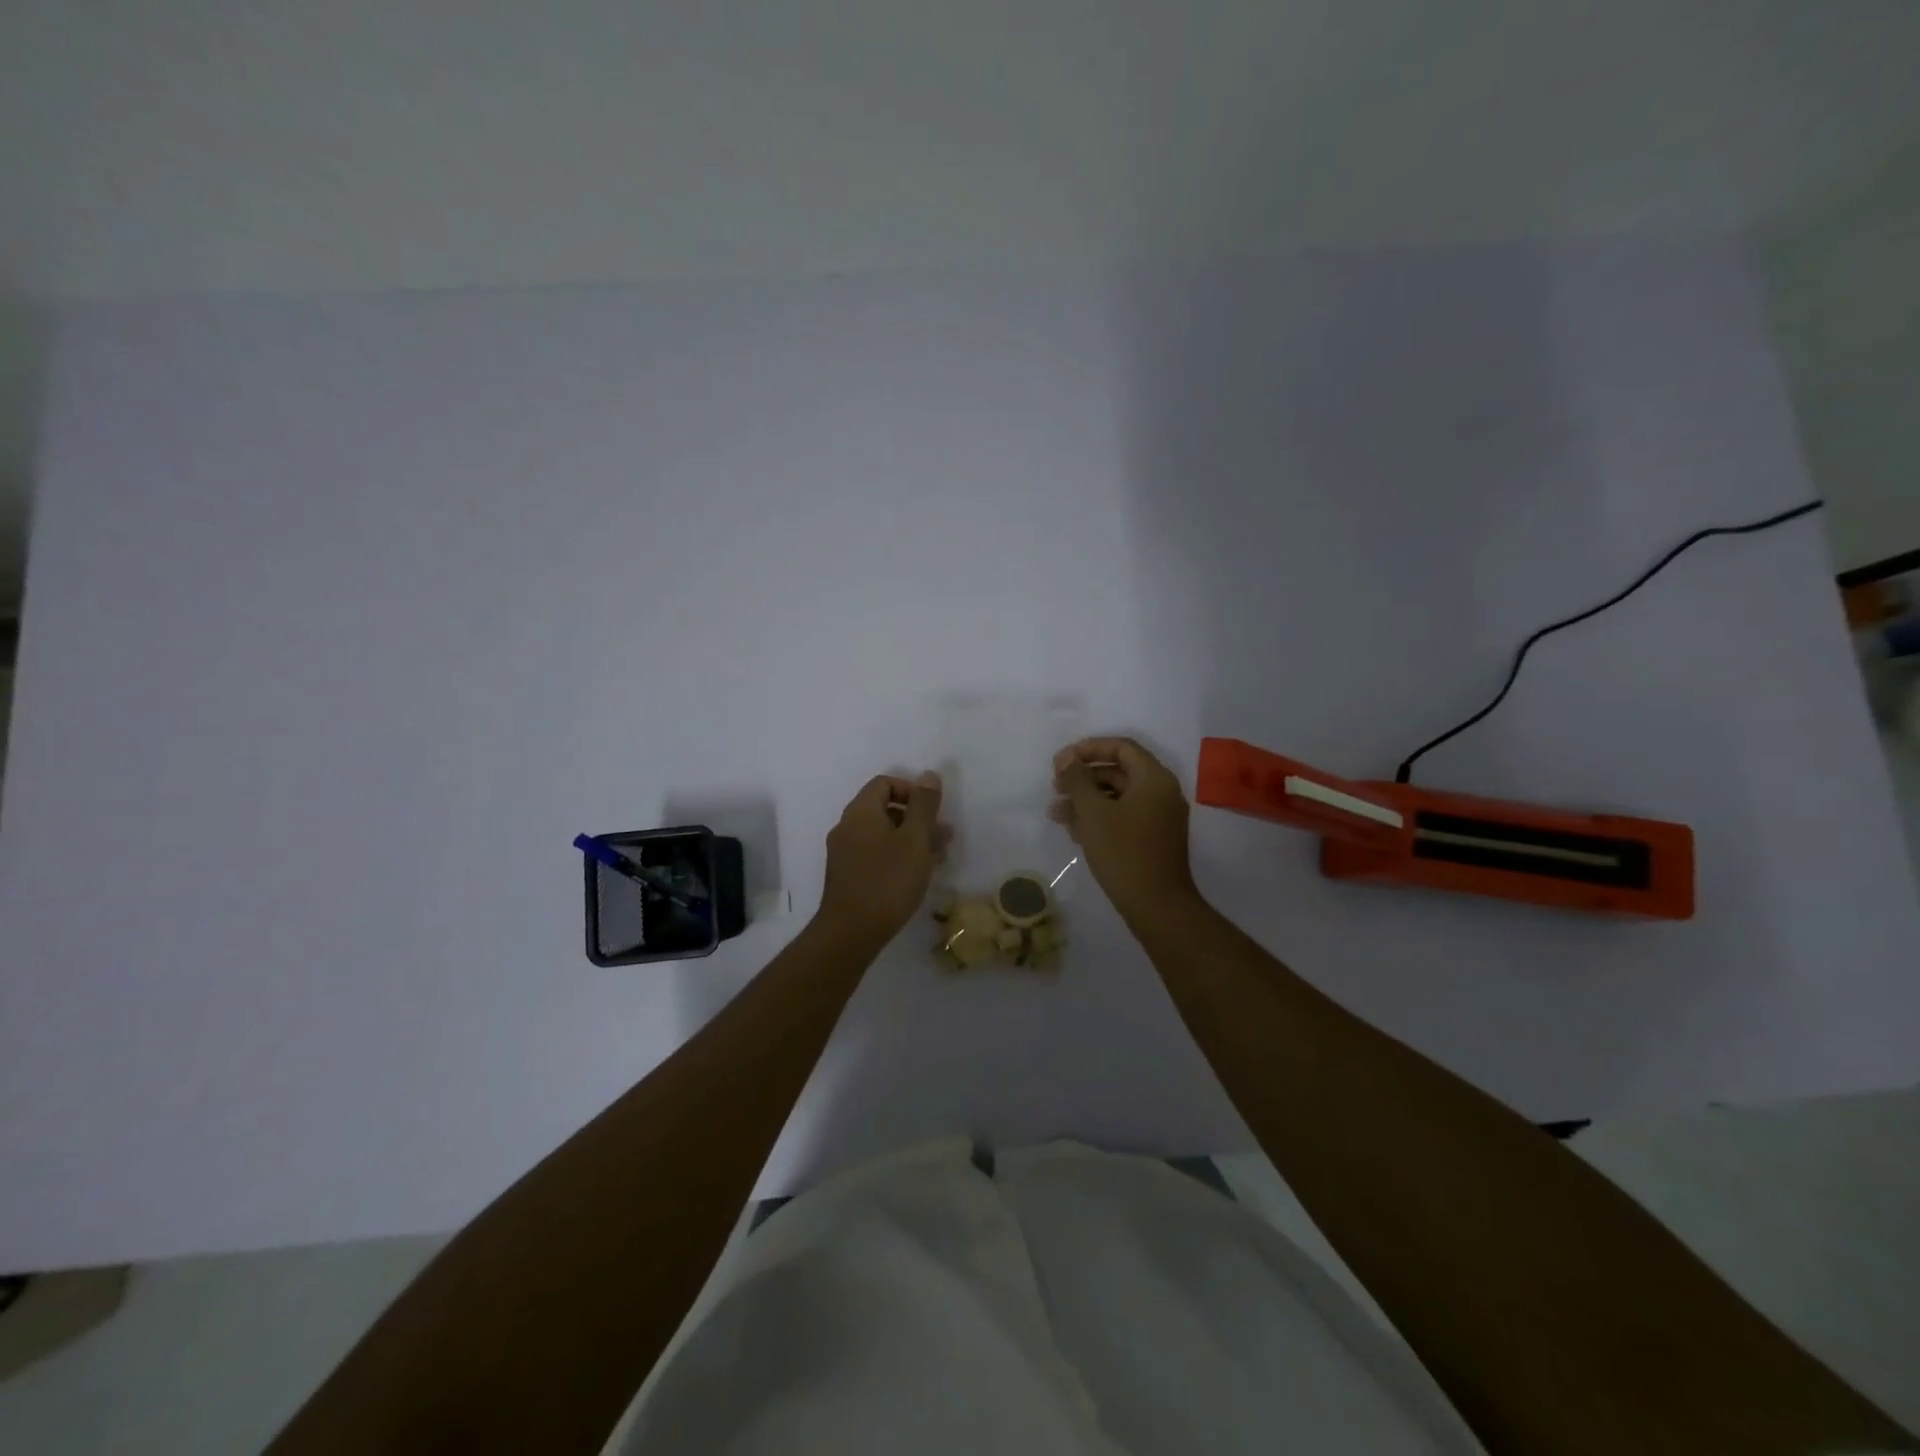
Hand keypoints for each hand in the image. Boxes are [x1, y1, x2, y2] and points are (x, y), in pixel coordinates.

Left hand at [818, 772, 947, 943]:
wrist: (850, 933)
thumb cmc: (888, 880)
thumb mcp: (914, 839)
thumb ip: (924, 805)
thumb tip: (929, 774)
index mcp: (860, 812)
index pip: (885, 783)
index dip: (912, 790)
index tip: (933, 812)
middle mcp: (847, 826)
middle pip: (884, 809)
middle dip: (917, 819)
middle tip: (944, 837)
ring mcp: (844, 852)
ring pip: (882, 834)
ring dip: (911, 840)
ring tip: (937, 858)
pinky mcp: (847, 875)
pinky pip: (875, 854)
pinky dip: (897, 856)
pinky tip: (916, 875)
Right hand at [1051, 738, 1197, 919]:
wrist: (1157, 906)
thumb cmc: (1124, 852)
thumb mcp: (1093, 812)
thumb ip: (1077, 780)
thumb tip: (1067, 759)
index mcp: (1154, 778)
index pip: (1121, 747)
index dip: (1088, 749)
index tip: (1060, 761)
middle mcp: (1161, 792)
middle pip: (1118, 771)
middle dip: (1083, 777)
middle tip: (1055, 786)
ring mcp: (1159, 817)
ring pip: (1117, 796)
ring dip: (1086, 799)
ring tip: (1056, 812)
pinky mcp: (1152, 839)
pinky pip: (1123, 816)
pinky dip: (1099, 817)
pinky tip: (1073, 829)